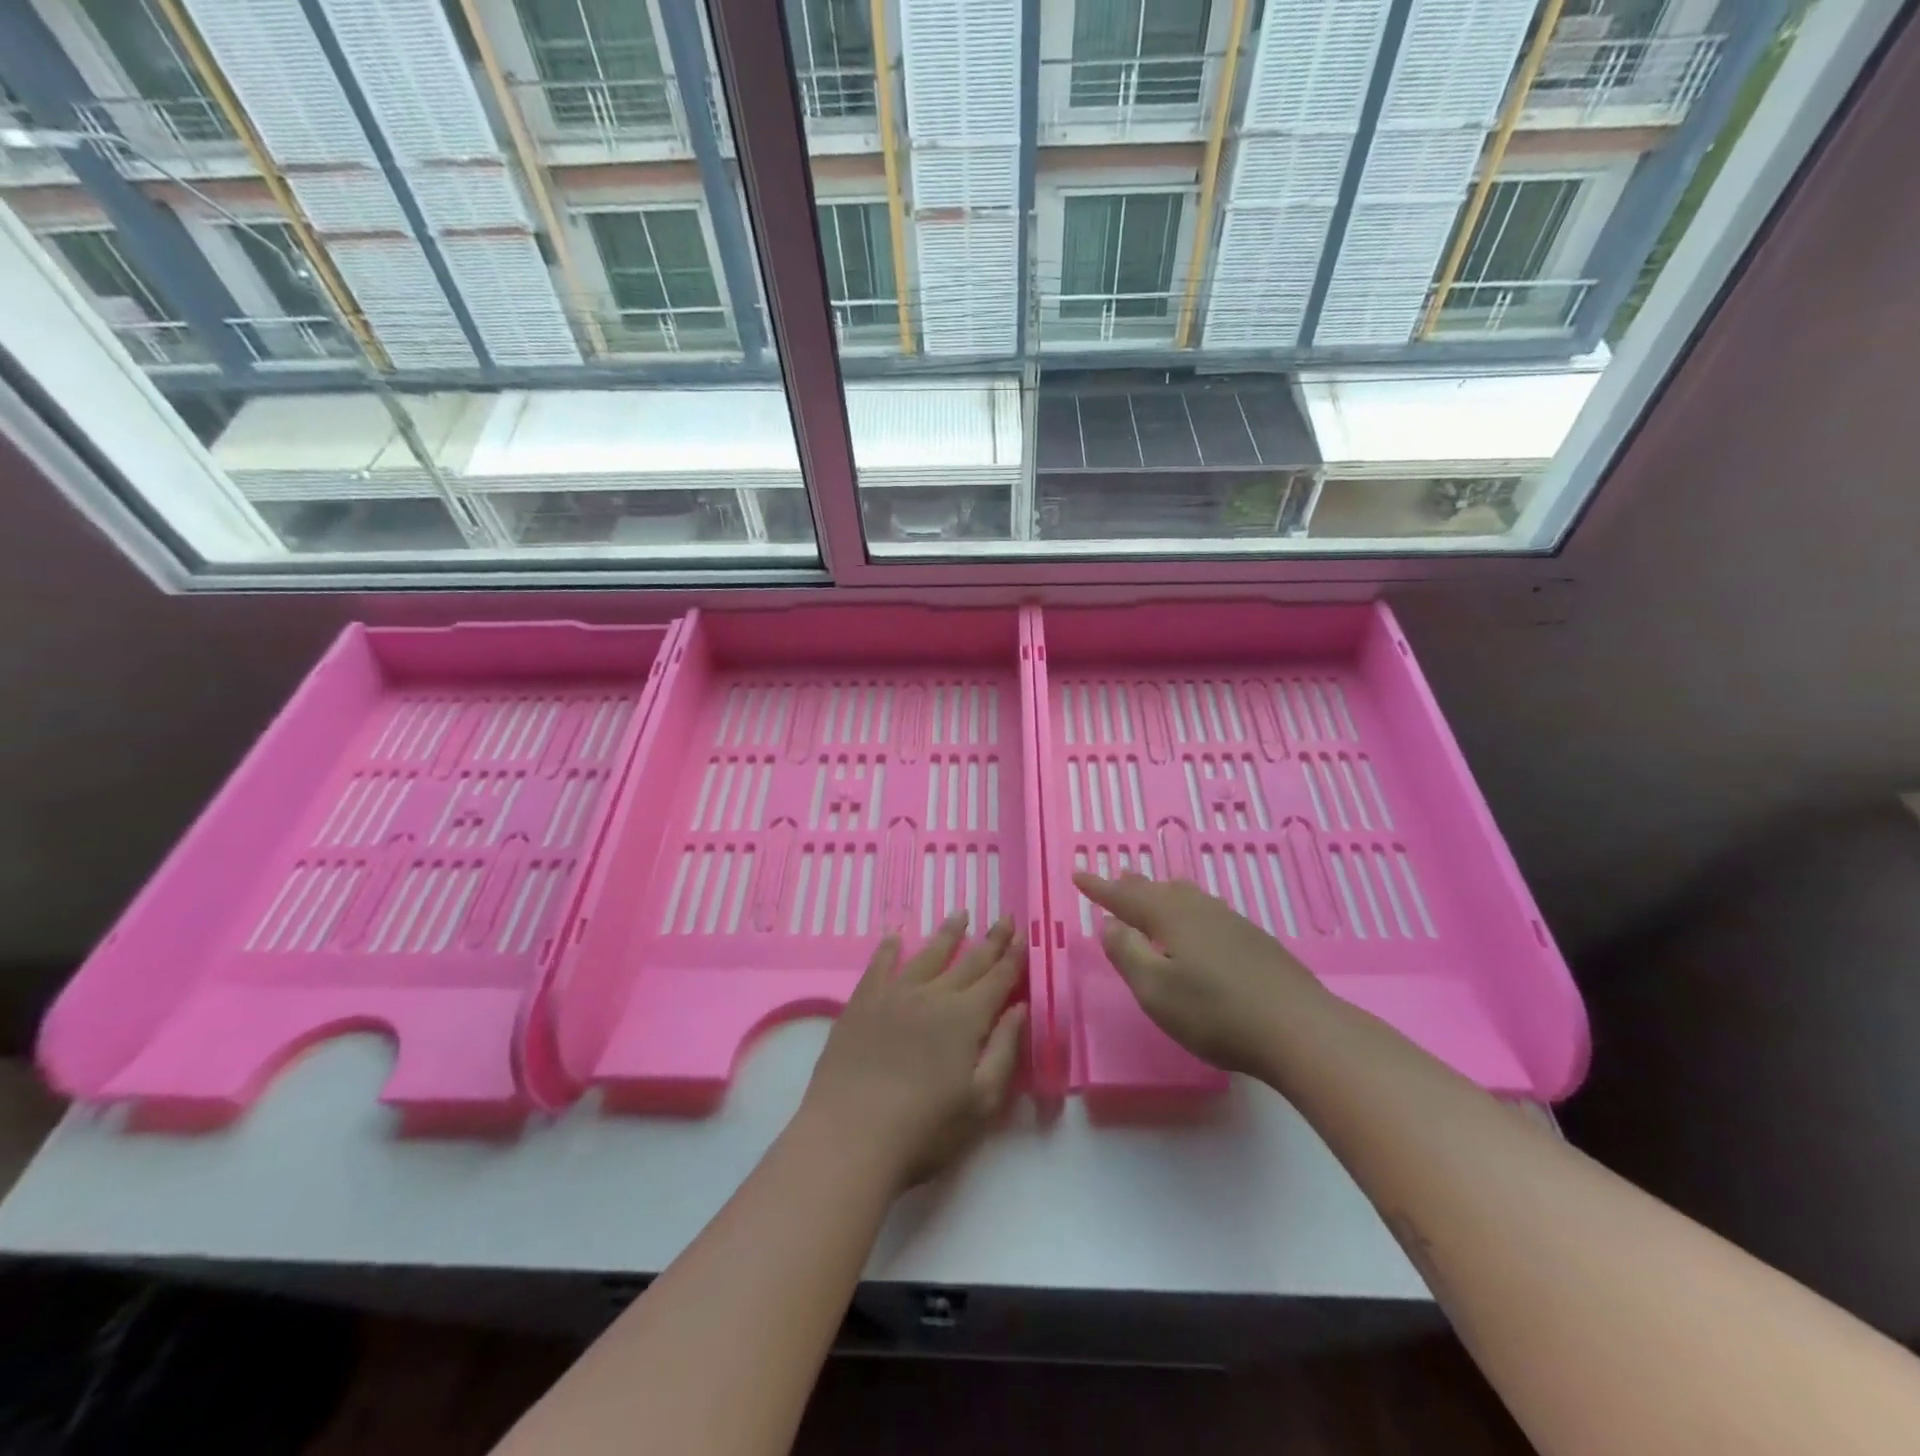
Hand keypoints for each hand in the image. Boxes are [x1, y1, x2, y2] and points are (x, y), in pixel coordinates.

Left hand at [796, 912, 1026, 1192]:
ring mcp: (894, 995)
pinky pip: (879, 965)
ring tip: (960, 914)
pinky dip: (889, 948)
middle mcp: (933, 995)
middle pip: (969, 961)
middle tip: (1004, 916)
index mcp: (966, 1018)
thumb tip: (1020, 1008)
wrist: (850, 1135)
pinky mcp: (861, 1003)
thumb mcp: (981, 1101)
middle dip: (990, 939)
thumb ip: (1004, 1050)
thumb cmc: (925, 1129)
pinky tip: (894, 936)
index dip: (1013, 956)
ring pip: (927, 955)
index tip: (1024, 932)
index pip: (997, 978)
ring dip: (947, 934)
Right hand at [1074, 872, 1324, 1075]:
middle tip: (1116, 877)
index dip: (1099, 888)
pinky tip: (1198, 923)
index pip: (1125, 897)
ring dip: (1162, 893)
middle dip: (1132, 886)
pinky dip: (1187, 909)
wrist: (1300, 1029)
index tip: (1079, 873)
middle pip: (1158, 890)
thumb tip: (1109, 924)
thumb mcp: (1156, 990)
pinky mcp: (1255, 941)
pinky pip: (1207, 911)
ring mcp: (1231, 923)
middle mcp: (1200, 910)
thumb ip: (1127, 954)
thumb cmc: (1216, 1013)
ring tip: (1153, 891)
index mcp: (1171, 917)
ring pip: (1187, 897)